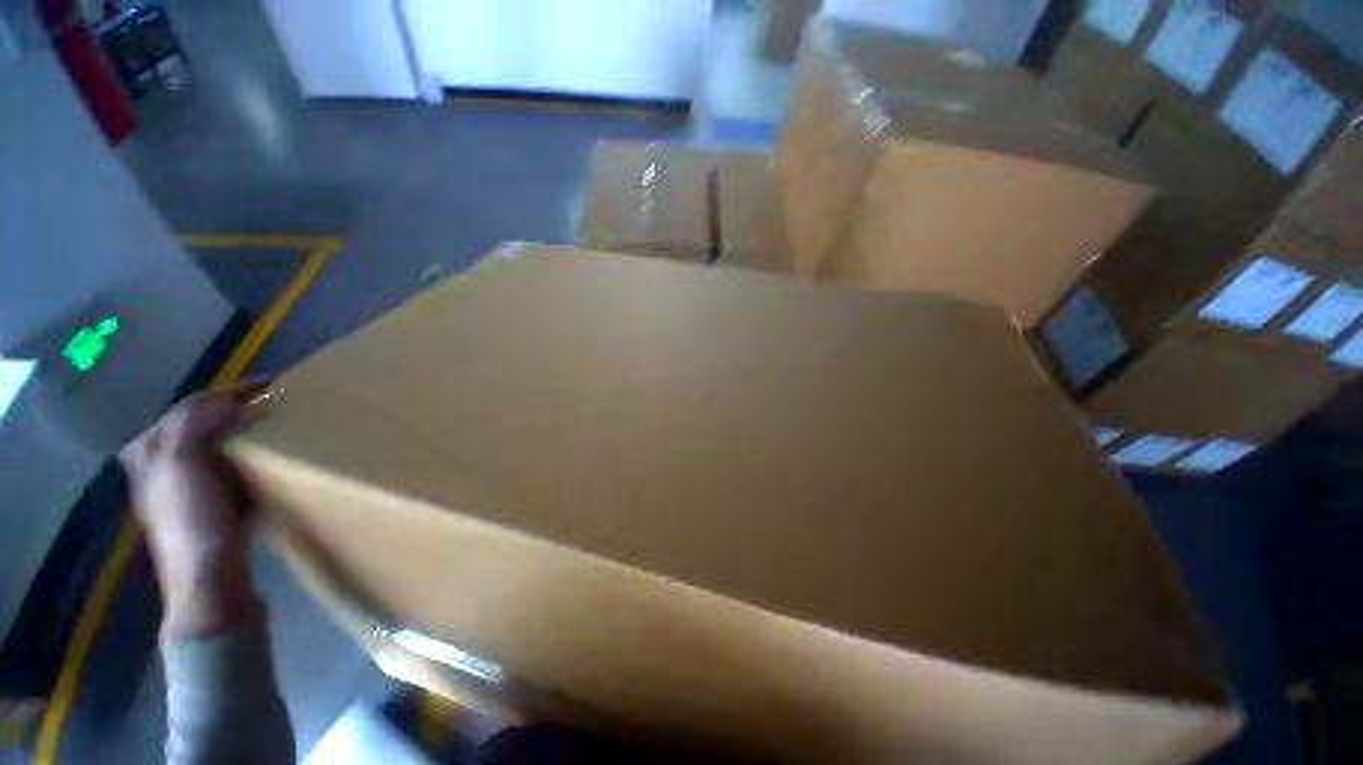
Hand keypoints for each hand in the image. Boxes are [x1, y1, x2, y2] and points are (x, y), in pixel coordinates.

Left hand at [121, 383, 266, 640]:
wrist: (208, 577)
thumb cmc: (193, 521)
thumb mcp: (182, 468)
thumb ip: (193, 428)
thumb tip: (228, 405)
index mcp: (152, 451)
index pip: (189, 407)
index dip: (225, 392)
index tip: (267, 386)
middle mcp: (163, 465)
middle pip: (198, 423)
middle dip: (231, 409)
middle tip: (269, 404)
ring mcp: (186, 486)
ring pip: (213, 444)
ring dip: (239, 431)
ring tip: (270, 426)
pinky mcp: (211, 504)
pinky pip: (226, 466)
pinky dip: (244, 455)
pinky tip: (263, 459)